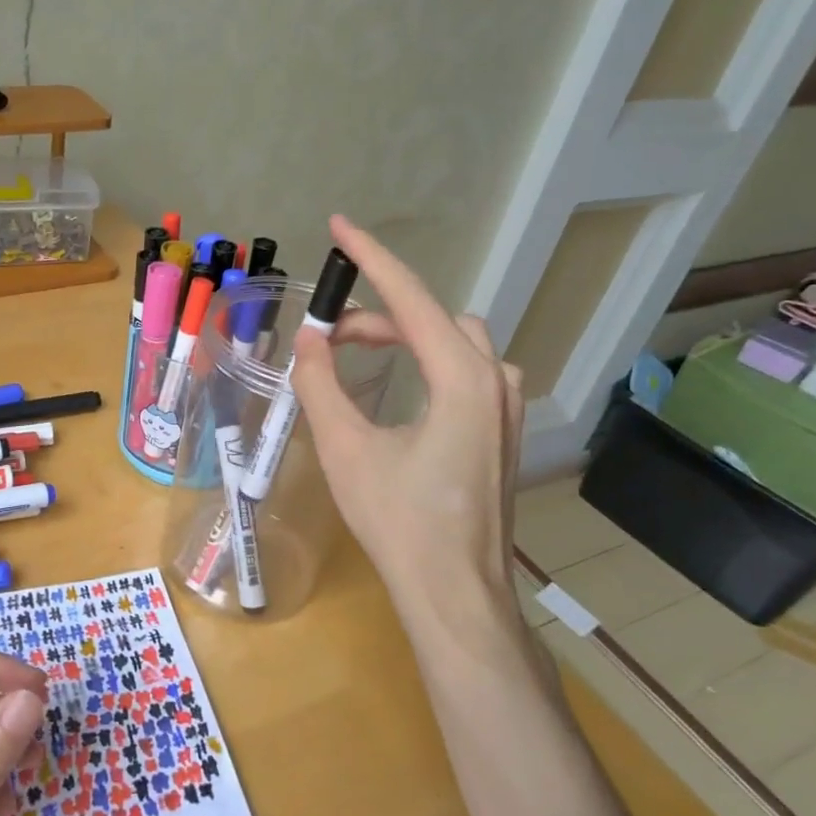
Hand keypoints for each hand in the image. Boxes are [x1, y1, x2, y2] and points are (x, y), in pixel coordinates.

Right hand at [291, 214, 526, 638]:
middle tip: (326, 336)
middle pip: (433, 318)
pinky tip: (400, 390)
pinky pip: (467, 370)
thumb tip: (308, 341)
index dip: (371, 257)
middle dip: (379, 314)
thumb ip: (321, 384)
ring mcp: (508, 407)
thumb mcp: (346, 447)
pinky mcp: (504, 431)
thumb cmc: (399, 520)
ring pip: (456, 342)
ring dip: (406, 336)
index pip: (411, 296)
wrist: (454, 591)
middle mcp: (496, 380)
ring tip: (357, 356)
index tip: (340, 225)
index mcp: (463, 376)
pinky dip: (428, 361)